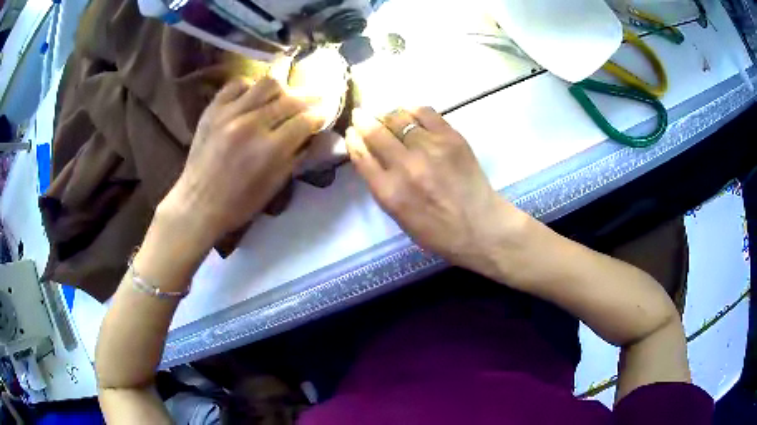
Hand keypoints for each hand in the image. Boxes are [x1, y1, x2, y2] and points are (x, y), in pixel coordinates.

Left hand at [159, 78, 325, 246]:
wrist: (197, 204)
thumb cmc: (239, 204)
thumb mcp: (275, 186)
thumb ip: (298, 156)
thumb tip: (318, 135)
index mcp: (270, 149)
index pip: (306, 120)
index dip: (321, 116)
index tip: (324, 115)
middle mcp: (252, 124)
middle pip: (291, 99)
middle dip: (310, 98)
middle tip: (317, 99)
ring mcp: (230, 113)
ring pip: (268, 83)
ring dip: (283, 88)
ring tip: (286, 95)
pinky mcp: (213, 109)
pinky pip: (237, 84)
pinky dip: (251, 86)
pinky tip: (254, 96)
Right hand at [346, 107, 528, 275]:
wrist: (480, 227)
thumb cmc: (438, 231)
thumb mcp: (399, 217)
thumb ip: (382, 186)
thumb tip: (371, 155)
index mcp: (389, 192)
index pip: (361, 155)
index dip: (353, 139)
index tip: (351, 131)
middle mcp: (405, 166)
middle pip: (376, 132)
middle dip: (363, 120)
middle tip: (361, 114)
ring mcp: (430, 149)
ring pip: (399, 118)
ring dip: (388, 115)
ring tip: (388, 116)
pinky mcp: (451, 138)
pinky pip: (425, 113)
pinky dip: (413, 110)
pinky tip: (410, 113)